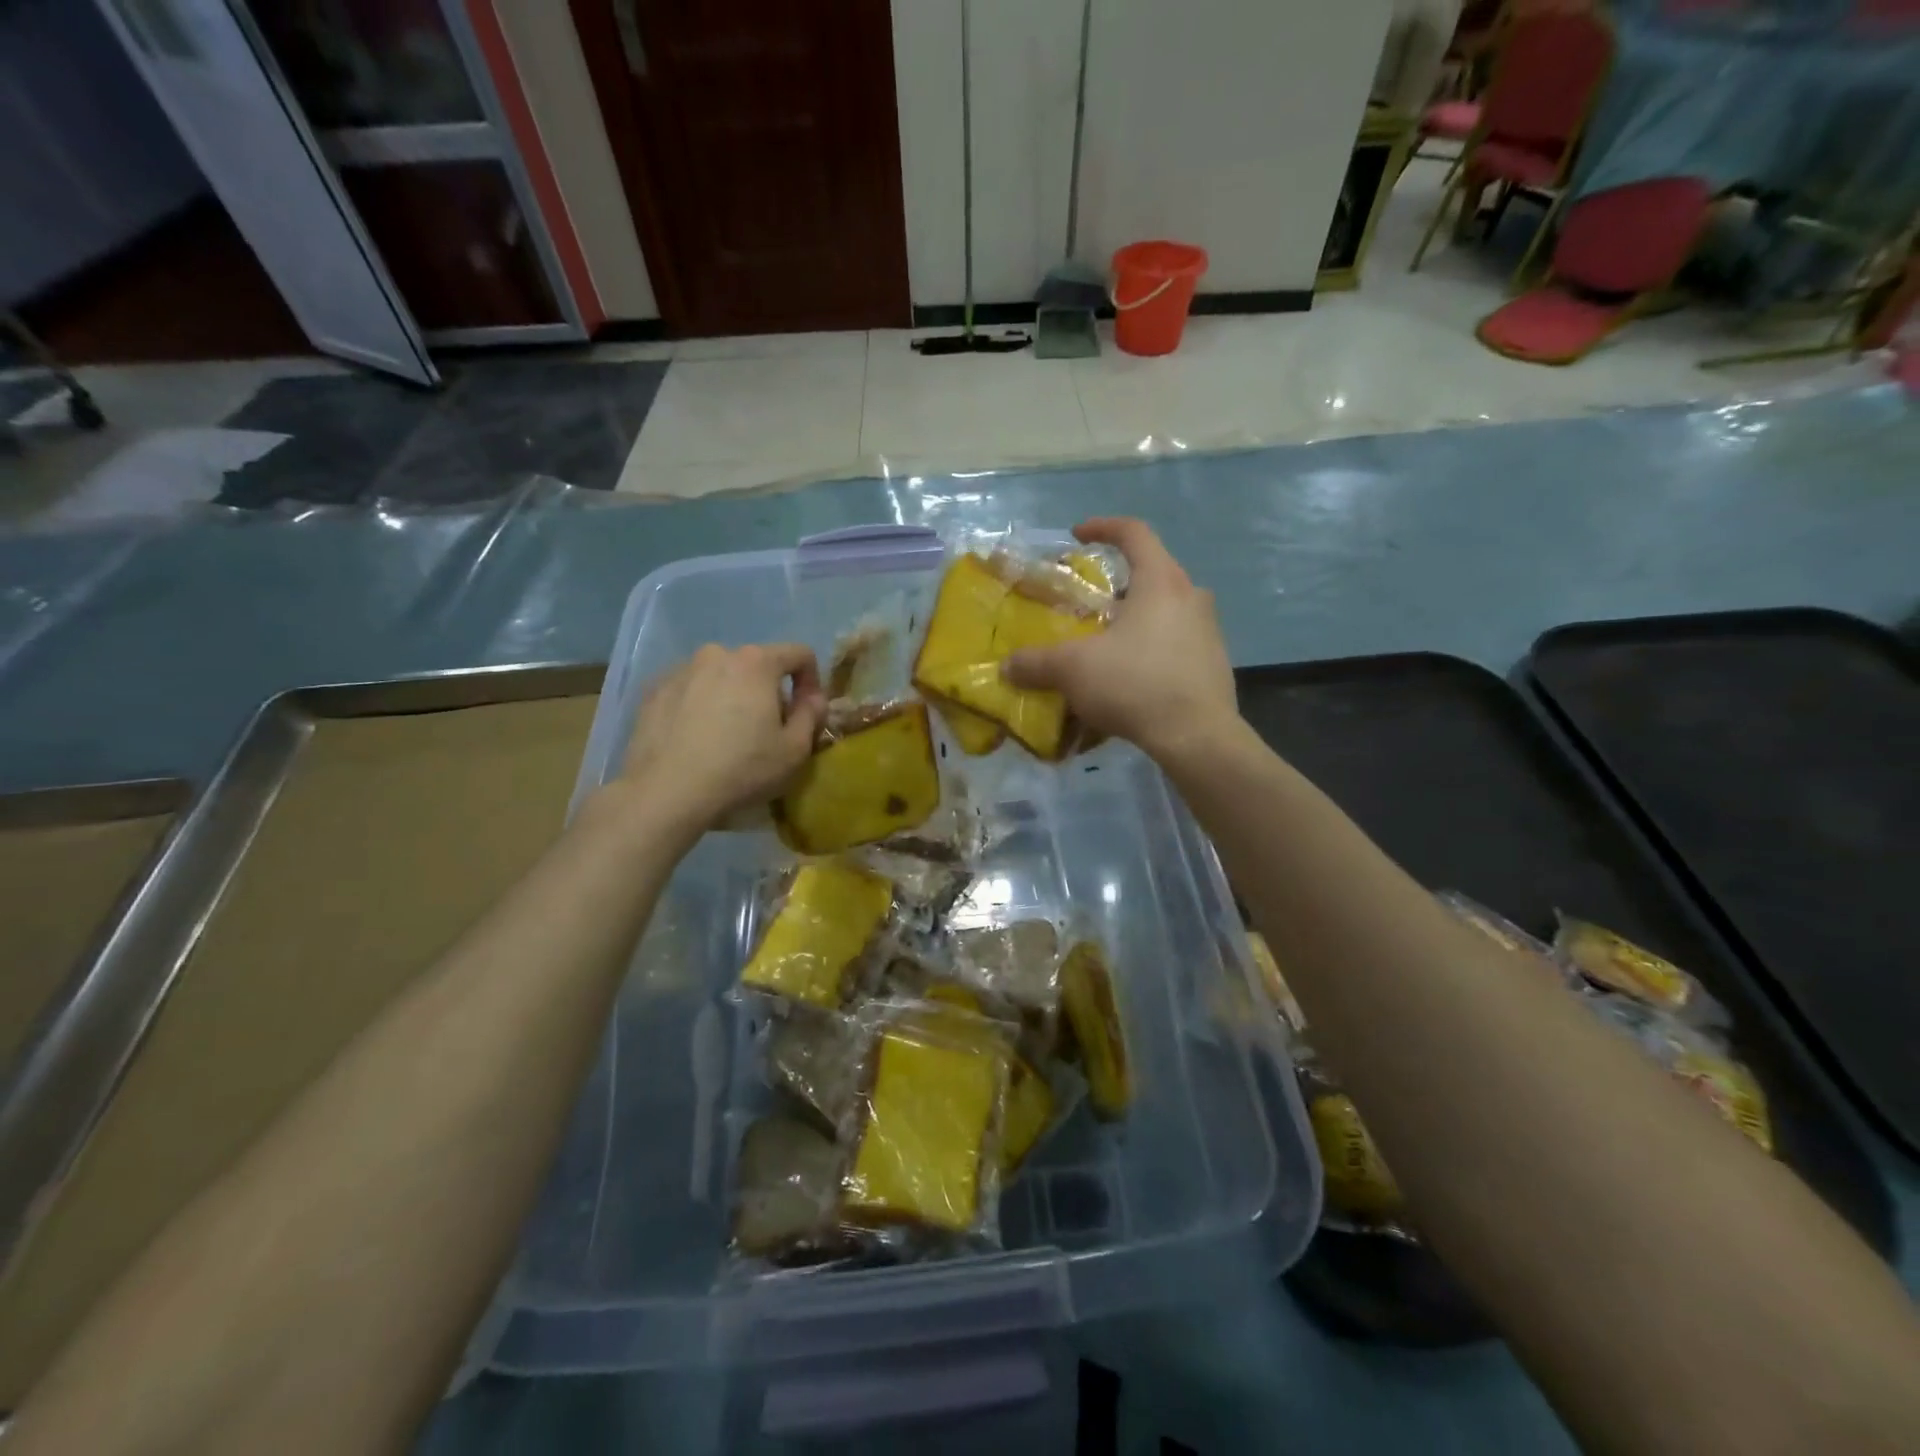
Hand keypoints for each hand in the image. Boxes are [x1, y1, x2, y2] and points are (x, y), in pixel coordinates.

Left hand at [616, 643, 824, 832]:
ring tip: (727, 737)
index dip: (811, 681)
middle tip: (766, 731)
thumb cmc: (741, 769)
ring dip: (732, 698)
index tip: (806, 713)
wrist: (666, 792)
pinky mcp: (653, 691)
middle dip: (769, 692)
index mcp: (757, 663)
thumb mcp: (794, 750)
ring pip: (720, 677)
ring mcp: (680, 670)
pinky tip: (696, 740)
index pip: (799, 654)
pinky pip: (689, 691)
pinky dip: (699, 707)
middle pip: (757, 666)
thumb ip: (812, 715)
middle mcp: (717, 654)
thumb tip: (813, 698)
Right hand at [1004, 518, 1236, 763]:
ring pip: (1167, 610)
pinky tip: (1132, 678)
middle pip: (1153, 573)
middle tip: (1091, 603)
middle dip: (1118, 584)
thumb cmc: (1134, 684)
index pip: (1134, 533)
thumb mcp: (1073, 670)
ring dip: (1137, 618)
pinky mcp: (1215, 664)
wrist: (1197, 736)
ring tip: (1109, 644)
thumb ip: (1036, 664)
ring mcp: (1209, 631)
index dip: (1103, 528)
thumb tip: (1007, 667)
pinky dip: (1153, 649)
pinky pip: (1178, 643)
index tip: (1077, 535)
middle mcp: (1191, 597)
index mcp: (1160, 582)